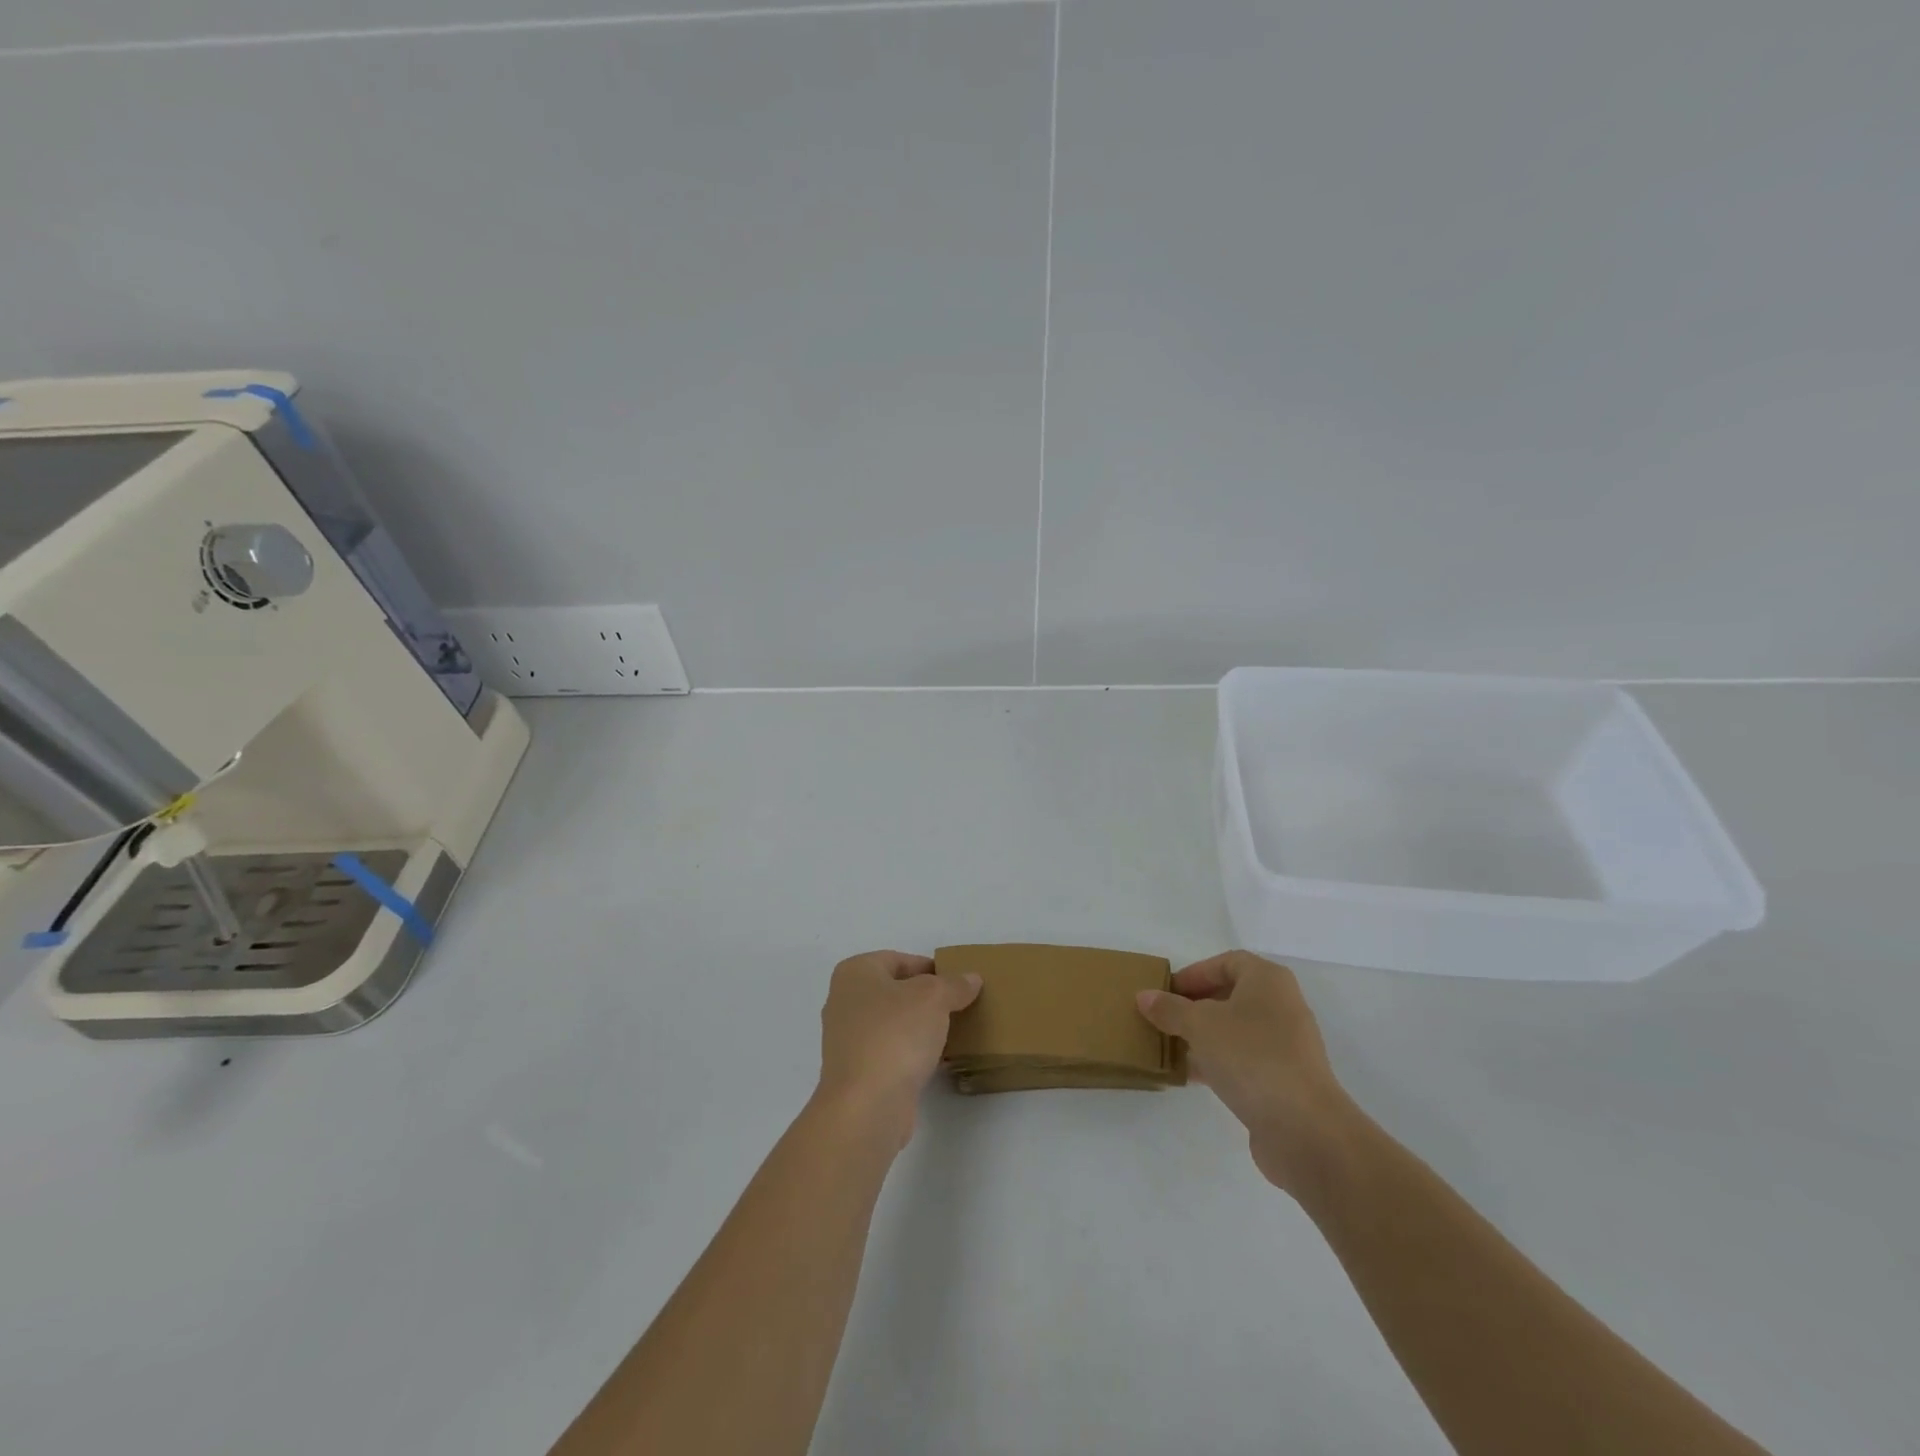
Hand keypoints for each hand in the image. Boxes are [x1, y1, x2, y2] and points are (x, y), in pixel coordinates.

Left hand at [816, 951, 980, 1148]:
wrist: (867, 1106)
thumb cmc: (895, 1035)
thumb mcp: (934, 998)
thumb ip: (954, 984)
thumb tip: (971, 979)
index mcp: (855, 973)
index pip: (899, 959)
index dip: (930, 967)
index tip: (957, 982)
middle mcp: (844, 1001)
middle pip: (895, 991)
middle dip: (926, 998)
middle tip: (959, 1006)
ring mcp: (847, 1039)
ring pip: (893, 1023)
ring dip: (920, 1027)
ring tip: (954, 1032)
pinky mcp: (857, 1072)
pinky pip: (891, 1052)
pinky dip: (912, 1052)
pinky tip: (938, 1060)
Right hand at [1137, 951, 1357, 1195]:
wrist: (1304, 1129)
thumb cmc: (1251, 1057)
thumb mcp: (1200, 1025)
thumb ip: (1170, 1009)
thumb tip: (1144, 997)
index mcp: (1268, 981)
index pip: (1226, 962)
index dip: (1194, 973)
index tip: (1166, 991)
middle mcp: (1282, 1006)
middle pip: (1231, 995)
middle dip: (1195, 1005)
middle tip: (1164, 1018)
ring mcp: (1286, 1045)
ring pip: (1235, 1030)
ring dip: (1203, 1036)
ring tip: (1170, 1046)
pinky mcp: (1284, 1079)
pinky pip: (1244, 1060)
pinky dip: (1217, 1062)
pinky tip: (1190, 1076)